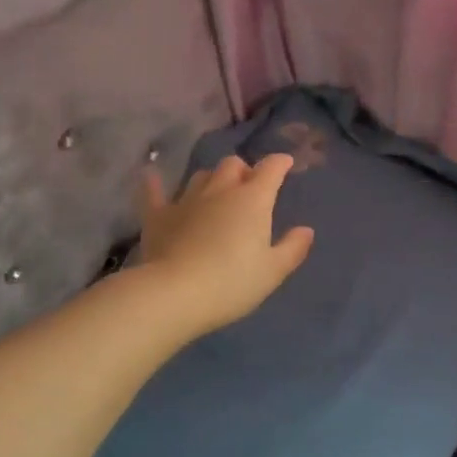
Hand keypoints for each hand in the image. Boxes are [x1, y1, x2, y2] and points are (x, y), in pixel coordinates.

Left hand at [136, 153, 314, 333]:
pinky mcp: (159, 215)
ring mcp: (186, 200)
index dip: (280, 163)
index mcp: (252, 199)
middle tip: (248, 187)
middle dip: (243, 171)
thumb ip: (292, 248)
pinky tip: (151, 175)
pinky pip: (155, 193)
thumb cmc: (232, 282)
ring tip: (216, 191)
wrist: (175, 294)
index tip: (285, 163)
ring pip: (201, 176)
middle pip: (232, 165)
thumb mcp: (272, 271)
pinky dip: (155, 184)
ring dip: (212, 179)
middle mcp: (220, 190)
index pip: (270, 169)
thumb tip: (306, 230)